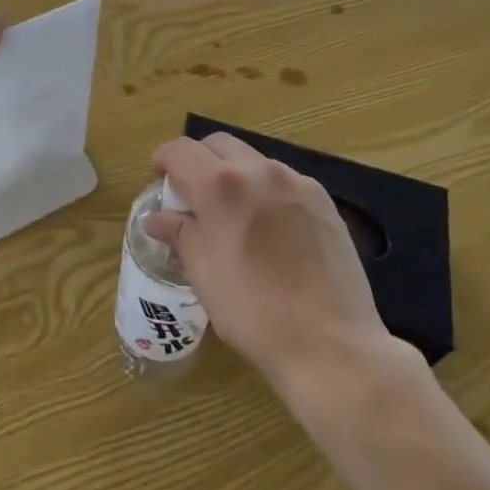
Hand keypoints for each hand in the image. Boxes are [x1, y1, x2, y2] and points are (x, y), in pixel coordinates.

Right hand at [146, 133, 416, 397]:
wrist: (332, 345)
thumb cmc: (255, 313)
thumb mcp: (205, 275)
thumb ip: (180, 235)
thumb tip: (157, 218)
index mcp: (221, 185)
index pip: (181, 150)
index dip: (164, 159)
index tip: (159, 178)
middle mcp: (258, 170)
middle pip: (218, 144)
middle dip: (199, 159)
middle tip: (193, 193)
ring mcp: (296, 182)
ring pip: (253, 159)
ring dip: (234, 173)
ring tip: (233, 212)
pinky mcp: (323, 200)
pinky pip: (284, 180)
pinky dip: (266, 190)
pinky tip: (270, 227)